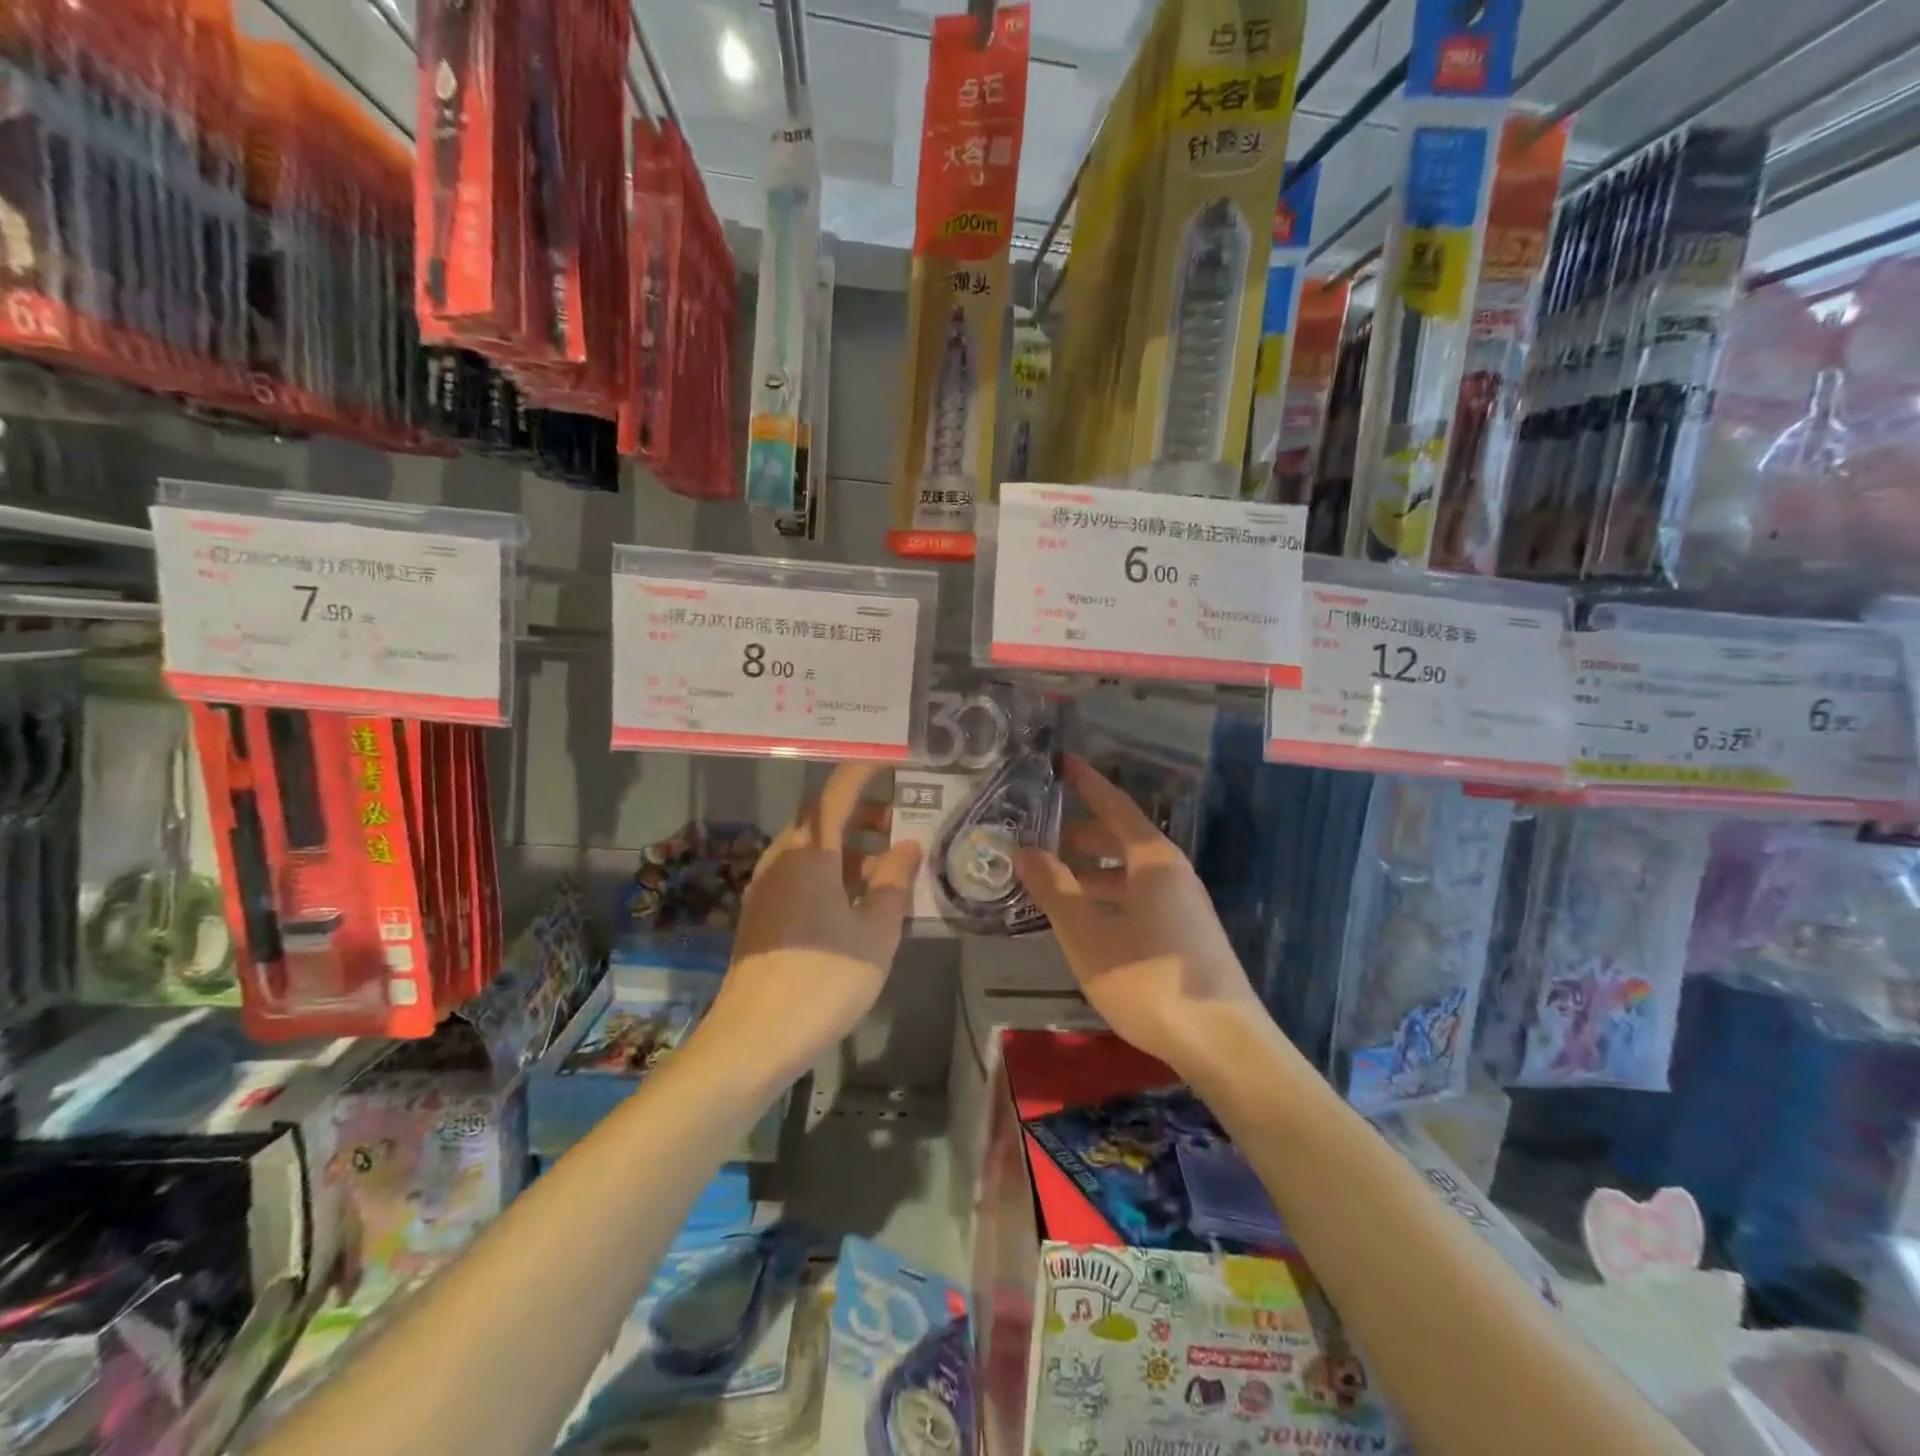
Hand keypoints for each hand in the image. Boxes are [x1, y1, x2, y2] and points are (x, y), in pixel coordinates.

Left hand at [701, 763, 921, 1086]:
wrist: (752, 1041)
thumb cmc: (823, 980)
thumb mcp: (875, 933)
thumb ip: (893, 883)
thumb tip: (907, 846)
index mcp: (809, 854)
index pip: (837, 794)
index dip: (864, 772)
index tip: (891, 760)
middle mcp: (782, 860)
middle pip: (822, 819)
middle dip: (861, 813)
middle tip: (900, 821)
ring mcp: (766, 888)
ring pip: (812, 849)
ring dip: (849, 848)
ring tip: (887, 869)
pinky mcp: (762, 916)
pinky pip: (801, 874)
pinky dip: (831, 872)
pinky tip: (857, 902)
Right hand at [1015, 755, 1271, 1082]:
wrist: (1223, 1043)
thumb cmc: (1148, 980)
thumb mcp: (1088, 935)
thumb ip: (1055, 890)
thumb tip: (1024, 850)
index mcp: (1152, 860)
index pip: (1116, 806)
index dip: (1088, 783)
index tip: (1063, 762)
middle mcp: (1173, 872)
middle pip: (1123, 838)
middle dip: (1083, 833)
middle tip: (1043, 834)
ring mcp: (1184, 904)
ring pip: (1131, 871)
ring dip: (1094, 869)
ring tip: (1056, 879)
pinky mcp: (1186, 933)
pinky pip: (1140, 895)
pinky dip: (1110, 894)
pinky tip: (1089, 918)